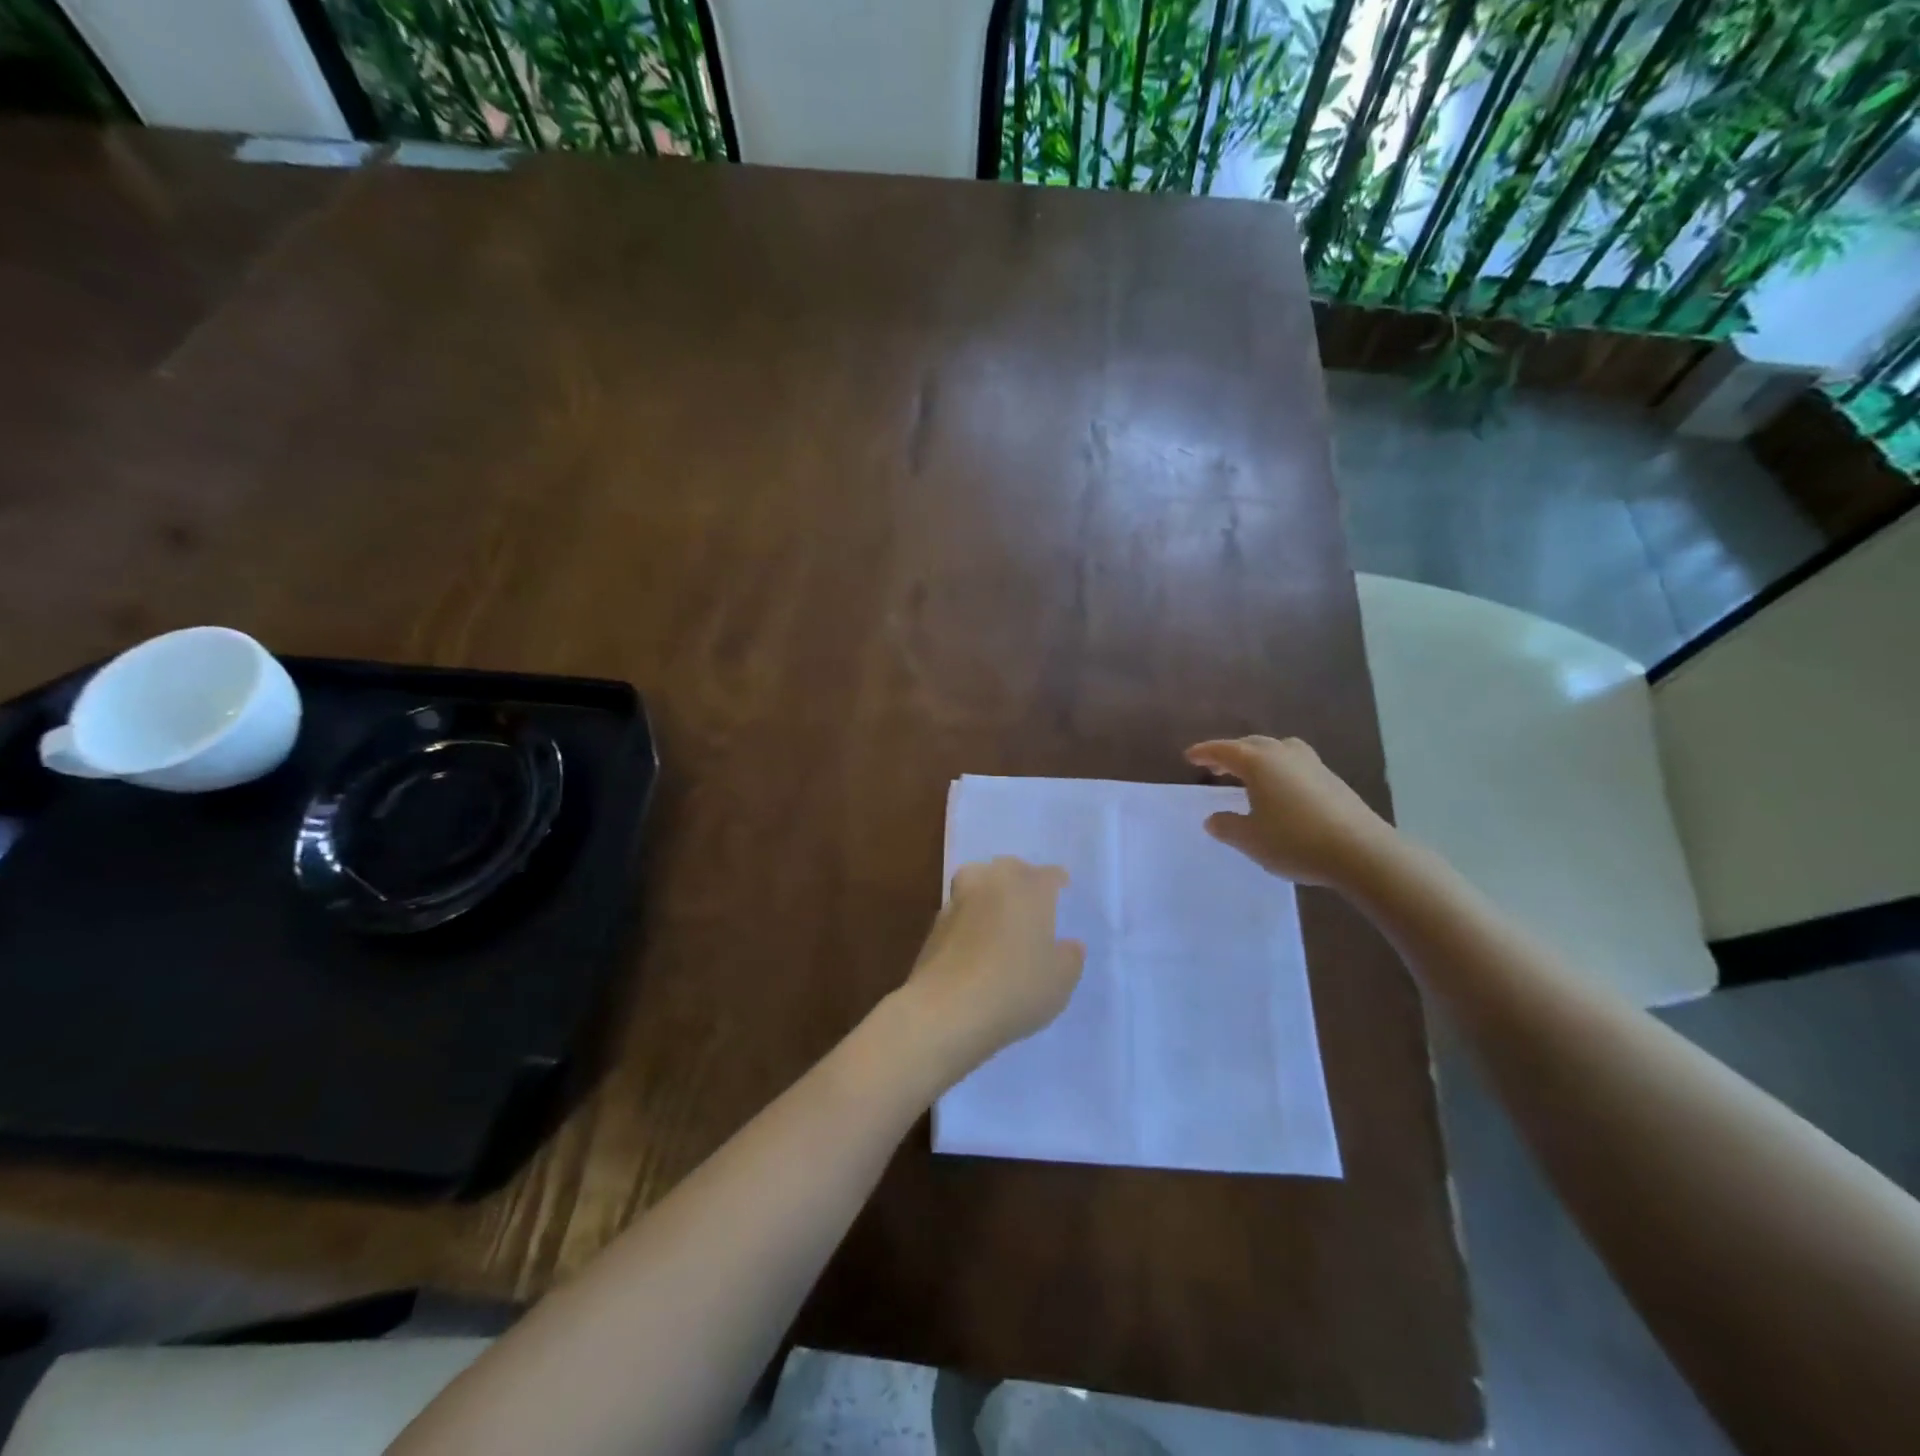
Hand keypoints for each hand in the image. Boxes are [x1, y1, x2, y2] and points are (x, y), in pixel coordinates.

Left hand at [903, 857, 1085, 1079]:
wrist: (946, 1009)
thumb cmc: (1015, 988)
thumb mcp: (1060, 981)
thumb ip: (1069, 958)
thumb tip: (1070, 945)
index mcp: (1029, 888)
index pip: (1048, 875)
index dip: (1057, 881)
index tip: (1062, 889)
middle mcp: (992, 883)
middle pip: (1009, 869)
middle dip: (1021, 879)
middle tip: (1031, 900)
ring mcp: (959, 901)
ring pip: (977, 880)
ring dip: (989, 890)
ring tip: (999, 912)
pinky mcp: (935, 924)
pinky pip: (960, 909)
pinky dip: (969, 917)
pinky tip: (975, 940)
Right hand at [1185, 735, 1393, 886]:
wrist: (1361, 851)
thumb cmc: (1295, 841)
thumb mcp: (1250, 839)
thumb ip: (1227, 826)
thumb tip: (1213, 819)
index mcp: (1259, 763)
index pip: (1224, 750)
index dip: (1204, 752)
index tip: (1189, 756)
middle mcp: (1284, 755)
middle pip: (1252, 745)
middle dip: (1231, 753)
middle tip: (1215, 766)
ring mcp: (1312, 764)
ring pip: (1278, 750)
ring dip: (1259, 757)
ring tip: (1251, 774)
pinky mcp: (1333, 780)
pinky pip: (1296, 764)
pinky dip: (1280, 769)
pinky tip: (1281, 790)